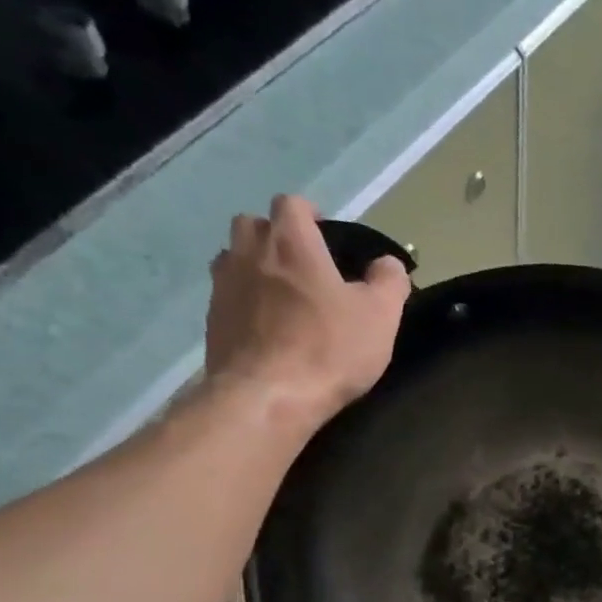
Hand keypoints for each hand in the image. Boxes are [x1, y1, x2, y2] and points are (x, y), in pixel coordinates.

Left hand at [205, 194, 410, 434]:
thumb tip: (388, 264)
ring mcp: (223, 285)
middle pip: (254, 225)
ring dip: (255, 268)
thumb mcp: (380, 316)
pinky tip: (267, 330)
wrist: (268, 397)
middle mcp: (248, 252)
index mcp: (291, 241)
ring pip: (234, 259)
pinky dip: (245, 304)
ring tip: (282, 298)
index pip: (292, 204)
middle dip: (276, 238)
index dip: (310, 216)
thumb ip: (389, 281)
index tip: (327, 237)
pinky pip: (228, 297)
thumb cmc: (329, 349)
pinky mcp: (212, 320)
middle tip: (303, 268)